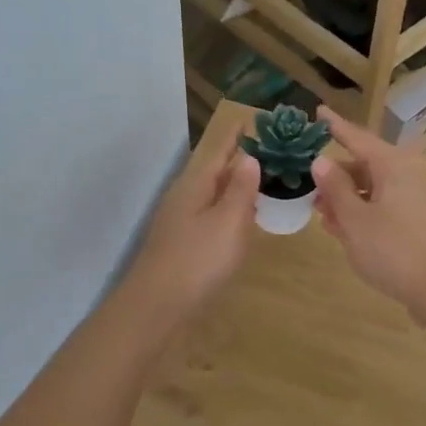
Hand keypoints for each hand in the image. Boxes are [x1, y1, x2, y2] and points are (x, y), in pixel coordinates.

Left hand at [124, 142, 260, 319]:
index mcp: (195, 185)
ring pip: (211, 194)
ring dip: (234, 185)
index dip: (238, 137)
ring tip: (260, 179)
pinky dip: (227, 208)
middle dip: (239, 159)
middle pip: (214, 171)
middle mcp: (184, 196)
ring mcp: (179, 220)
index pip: (220, 151)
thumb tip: (249, 158)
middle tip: (269, 150)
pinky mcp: (181, 243)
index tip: (255, 119)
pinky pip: (209, 214)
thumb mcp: (228, 222)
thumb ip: (240, 190)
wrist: (156, 306)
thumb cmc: (197, 260)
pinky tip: (239, 219)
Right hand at [310, 110, 425, 308]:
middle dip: (337, 176)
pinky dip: (364, 213)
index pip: (358, 138)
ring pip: (375, 190)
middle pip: (366, 165)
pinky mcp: (421, 223)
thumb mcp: (354, 219)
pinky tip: (344, 231)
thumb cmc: (393, 249)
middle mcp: (408, 176)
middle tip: (310, 190)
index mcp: (393, 166)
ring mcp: (417, 200)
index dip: (335, 127)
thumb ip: (335, 188)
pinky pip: (386, 208)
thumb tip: (321, 161)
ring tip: (322, 215)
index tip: (318, 112)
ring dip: (348, 199)